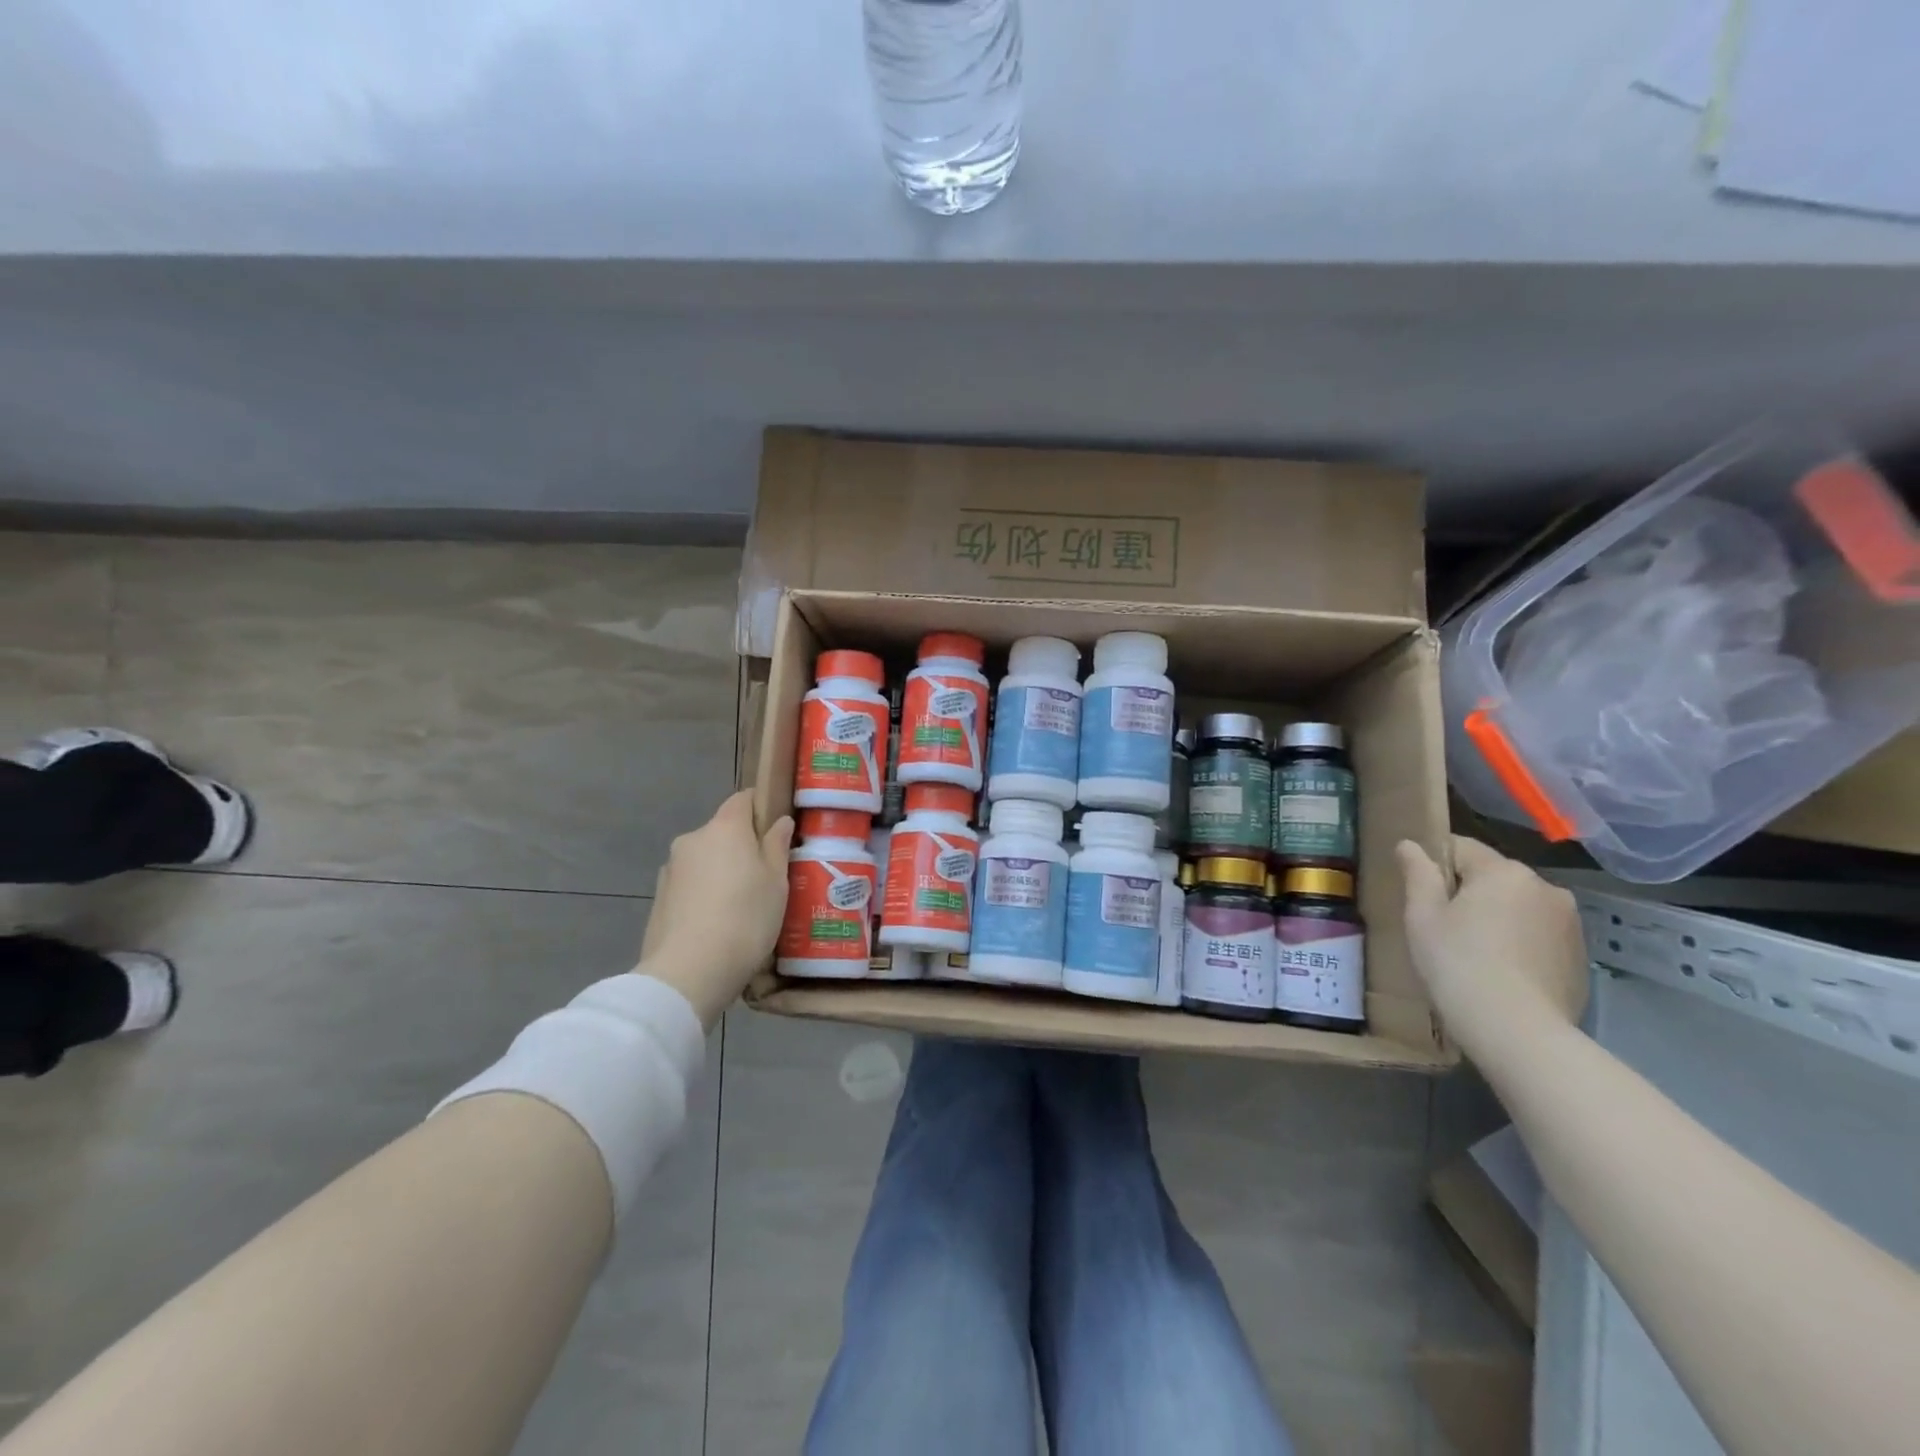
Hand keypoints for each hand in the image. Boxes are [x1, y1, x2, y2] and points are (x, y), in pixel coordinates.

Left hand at [637, 791, 793, 1027]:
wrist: (688, 973)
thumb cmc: (745, 918)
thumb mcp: (776, 882)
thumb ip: (776, 846)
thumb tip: (779, 821)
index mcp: (724, 828)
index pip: (743, 799)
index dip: (761, 808)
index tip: (777, 830)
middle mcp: (692, 839)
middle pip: (723, 832)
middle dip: (742, 847)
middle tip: (766, 877)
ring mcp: (670, 869)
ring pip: (705, 860)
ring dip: (721, 873)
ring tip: (742, 907)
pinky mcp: (659, 899)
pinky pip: (690, 886)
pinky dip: (704, 895)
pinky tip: (718, 923)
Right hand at [1396, 836, 1588, 1063]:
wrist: (1517, 1031)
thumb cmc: (1457, 963)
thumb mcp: (1422, 915)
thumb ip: (1417, 873)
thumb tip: (1410, 844)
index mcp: (1504, 871)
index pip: (1460, 848)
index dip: (1434, 866)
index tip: (1420, 895)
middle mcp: (1545, 887)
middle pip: (1493, 877)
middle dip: (1468, 893)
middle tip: (1443, 928)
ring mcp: (1570, 923)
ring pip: (1518, 906)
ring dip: (1497, 918)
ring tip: (1474, 954)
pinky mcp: (1580, 957)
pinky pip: (1538, 935)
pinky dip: (1519, 943)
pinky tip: (1502, 972)